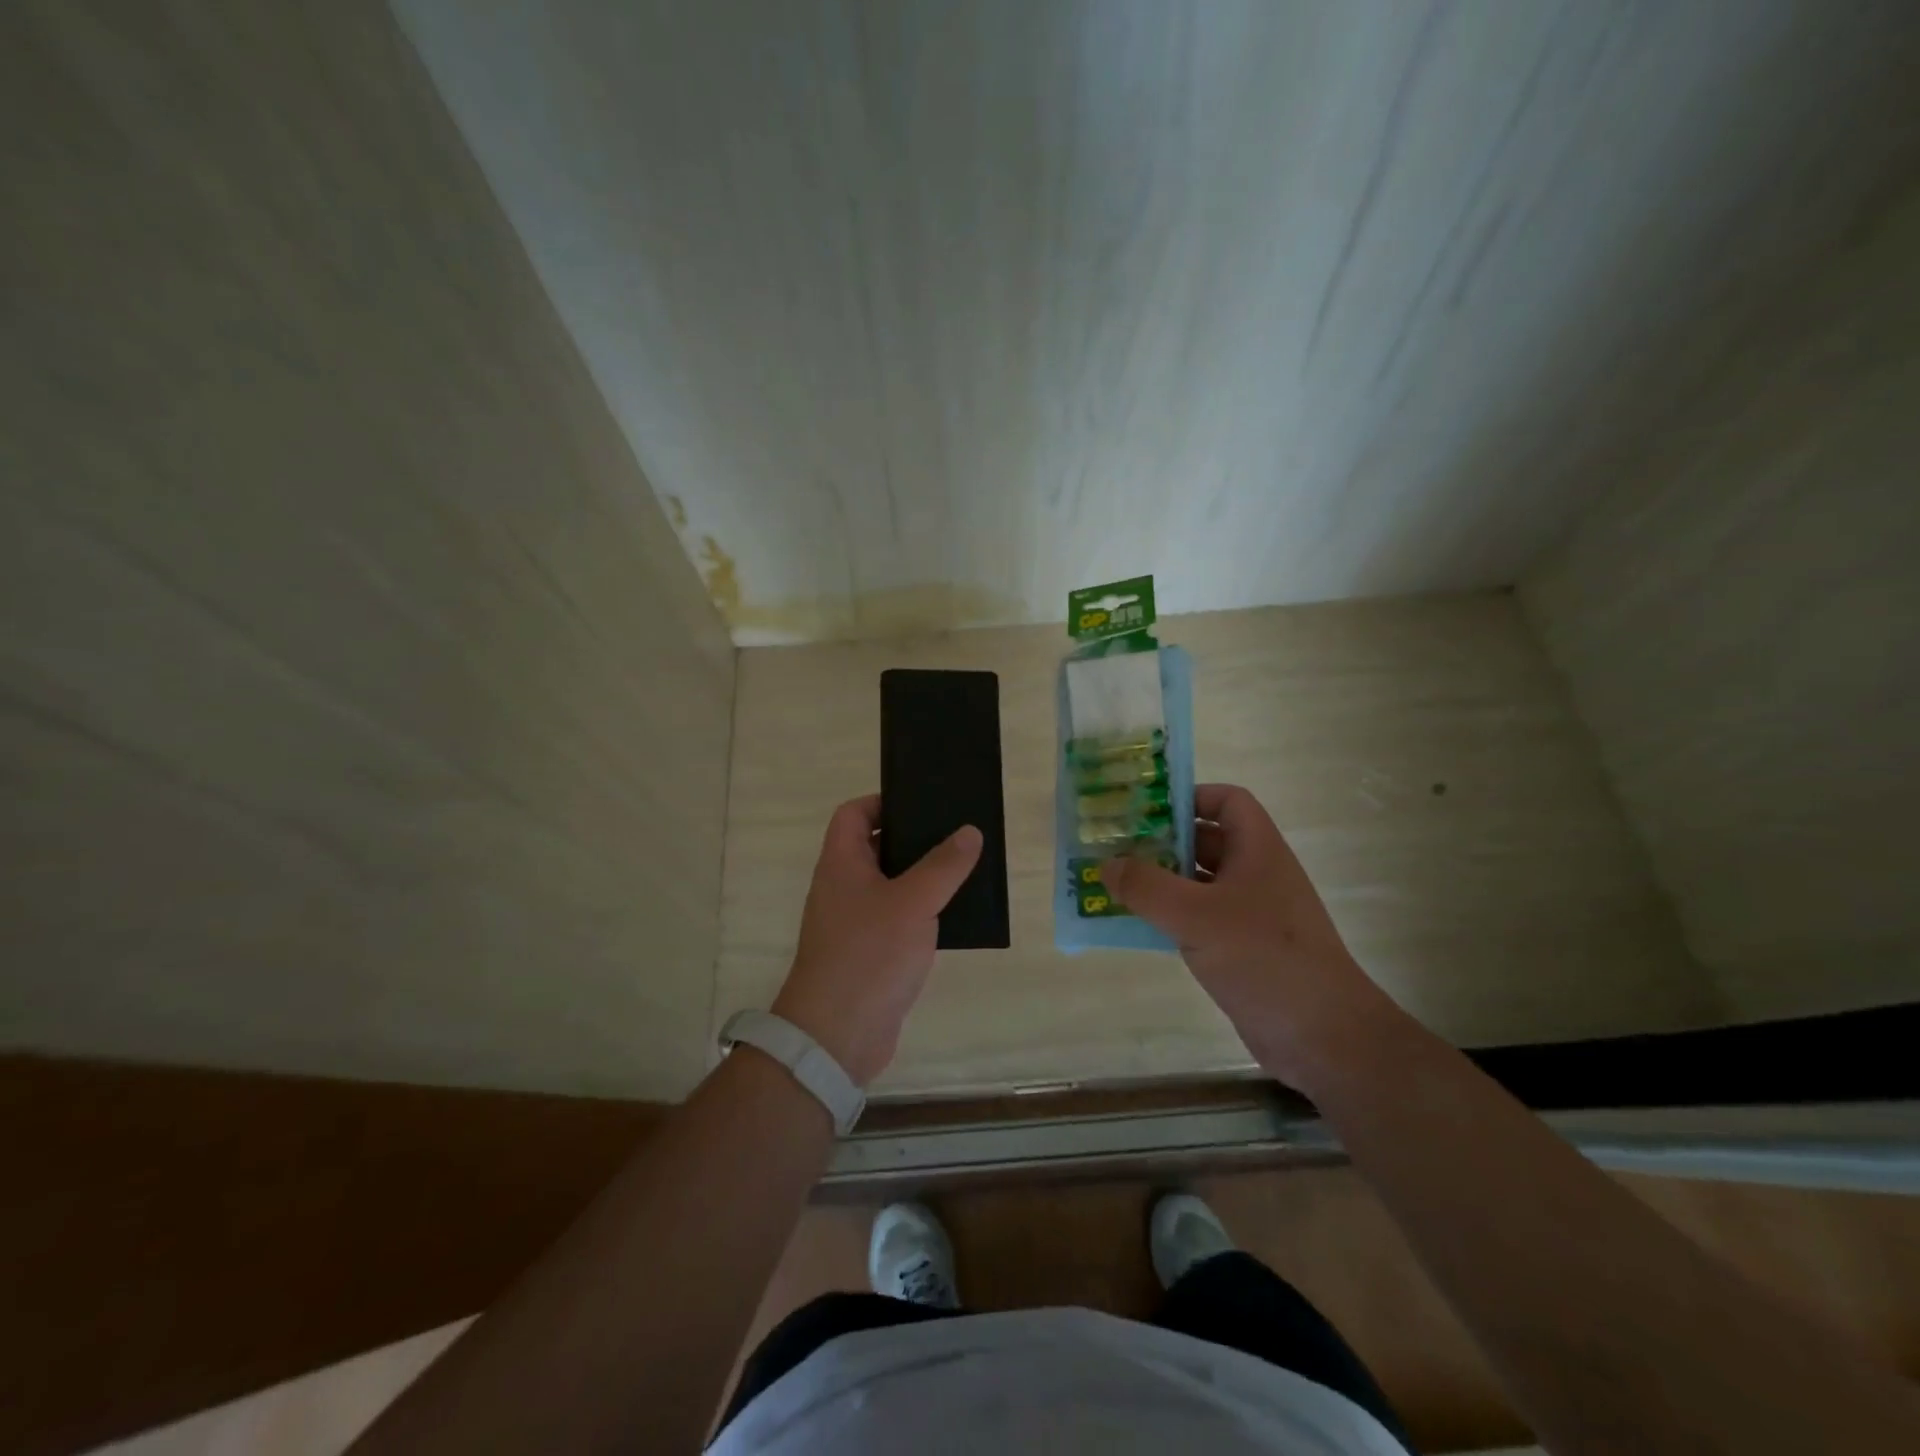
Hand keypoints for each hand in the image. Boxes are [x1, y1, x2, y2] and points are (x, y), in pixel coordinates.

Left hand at [771, 795, 981, 1086]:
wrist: (837, 1035)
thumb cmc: (869, 955)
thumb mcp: (913, 902)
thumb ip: (944, 865)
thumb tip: (969, 832)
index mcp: (841, 864)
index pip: (853, 814)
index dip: (882, 802)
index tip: (922, 805)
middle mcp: (843, 888)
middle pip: (876, 848)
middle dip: (914, 840)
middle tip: (956, 835)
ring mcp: (855, 923)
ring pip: (892, 887)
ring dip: (923, 879)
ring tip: (965, 871)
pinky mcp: (870, 954)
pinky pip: (898, 921)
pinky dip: (922, 914)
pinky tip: (955, 917)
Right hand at [1100, 783, 1395, 1086]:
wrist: (1323, 1036)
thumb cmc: (1264, 958)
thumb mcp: (1196, 917)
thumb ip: (1146, 887)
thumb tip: (1106, 864)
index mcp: (1257, 850)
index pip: (1227, 801)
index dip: (1190, 796)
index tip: (1145, 809)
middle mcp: (1255, 874)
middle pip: (1206, 841)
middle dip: (1161, 840)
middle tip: (1114, 845)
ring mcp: (1250, 913)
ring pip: (1198, 883)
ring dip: (1160, 881)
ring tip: (1114, 882)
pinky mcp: (1242, 949)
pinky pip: (1198, 919)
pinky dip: (1168, 916)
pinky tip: (1136, 925)